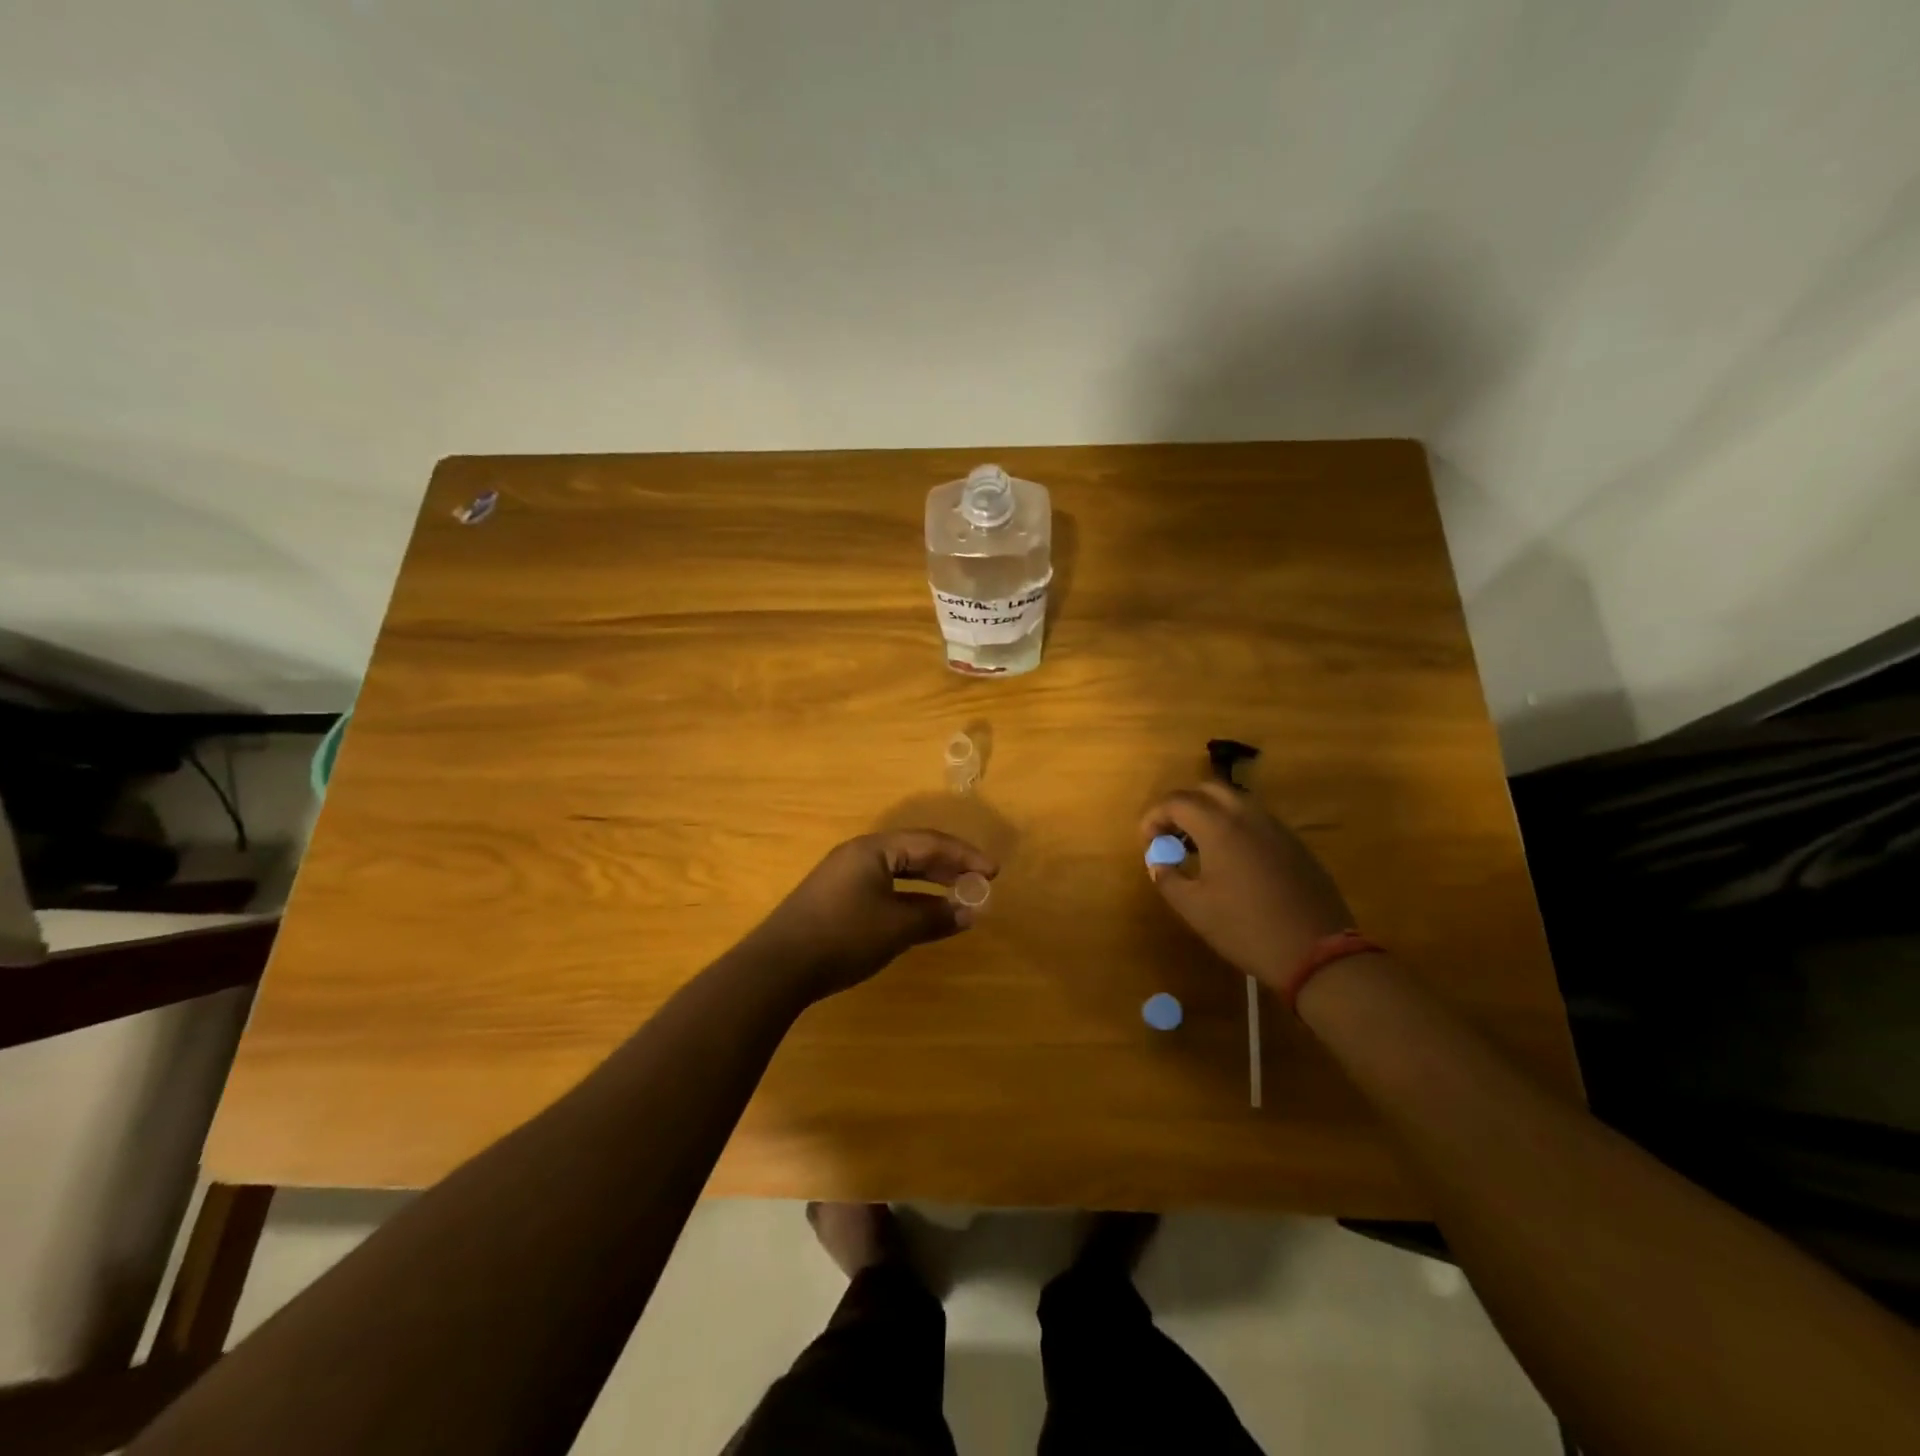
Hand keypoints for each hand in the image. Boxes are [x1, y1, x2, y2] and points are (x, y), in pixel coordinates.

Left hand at [746, 831, 996, 999]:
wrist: (777, 967)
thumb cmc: (843, 937)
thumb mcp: (896, 927)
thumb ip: (935, 916)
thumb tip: (971, 911)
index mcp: (873, 849)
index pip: (929, 842)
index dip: (964, 856)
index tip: (993, 872)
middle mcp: (858, 854)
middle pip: (913, 852)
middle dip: (949, 866)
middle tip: (979, 881)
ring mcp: (844, 876)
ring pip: (898, 871)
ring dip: (930, 882)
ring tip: (957, 896)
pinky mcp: (836, 899)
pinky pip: (884, 887)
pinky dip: (909, 896)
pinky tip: (920, 914)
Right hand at [1140, 782, 1353, 990]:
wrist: (1317, 952)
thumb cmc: (1246, 929)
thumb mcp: (1194, 909)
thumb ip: (1167, 878)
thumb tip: (1157, 861)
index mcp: (1220, 827)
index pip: (1177, 801)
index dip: (1155, 816)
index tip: (1147, 840)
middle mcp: (1248, 816)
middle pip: (1208, 789)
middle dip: (1182, 805)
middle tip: (1170, 834)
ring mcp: (1276, 828)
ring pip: (1236, 801)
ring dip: (1210, 813)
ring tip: (1197, 845)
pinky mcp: (1294, 844)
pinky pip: (1256, 819)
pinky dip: (1234, 825)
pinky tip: (1230, 859)